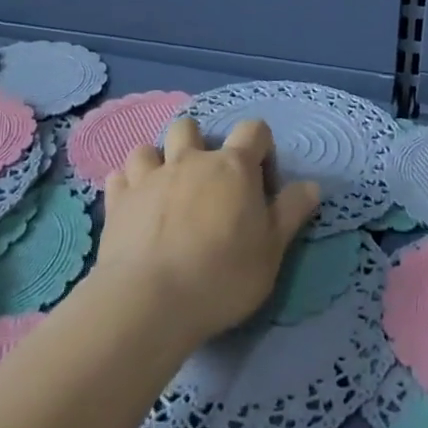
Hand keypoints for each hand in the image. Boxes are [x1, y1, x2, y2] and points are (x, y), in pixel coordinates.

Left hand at [98, 117, 319, 346]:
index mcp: (232, 167)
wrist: (150, 301)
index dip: (261, 147)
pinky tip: (134, 205)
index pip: (253, 130)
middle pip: (191, 127)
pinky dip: (128, 185)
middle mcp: (189, 161)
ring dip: (158, 161)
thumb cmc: (222, 275)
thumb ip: (291, 212)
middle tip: (208, 183)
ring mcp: (148, 178)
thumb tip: (311, 185)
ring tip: (165, 190)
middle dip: (200, 143)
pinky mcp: (116, 201)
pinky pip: (119, 176)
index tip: (261, 179)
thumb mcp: (272, 250)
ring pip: (148, 147)